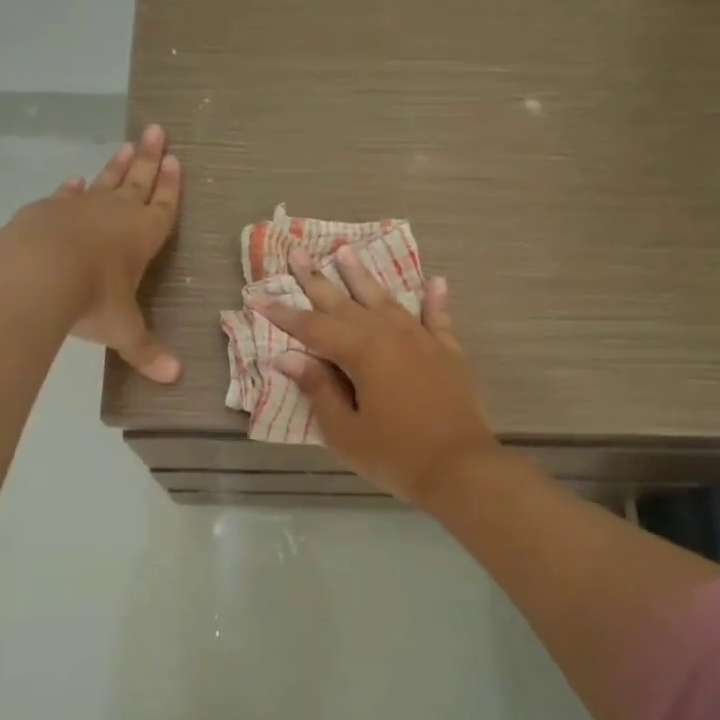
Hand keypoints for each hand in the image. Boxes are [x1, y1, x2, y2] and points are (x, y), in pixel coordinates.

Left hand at [6, 126, 181, 381]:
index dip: (171, 186)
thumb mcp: (123, 330)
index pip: (164, 206)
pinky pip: (66, 195)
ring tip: (127, 144)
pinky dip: (72, 188)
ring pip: (104, 180)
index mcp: (143, 235)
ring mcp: (79, 208)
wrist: (36, 272)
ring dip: (116, 164)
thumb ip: (145, 351)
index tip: (176, 160)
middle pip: (138, 180)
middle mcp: (115, 214)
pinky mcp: (46, 211)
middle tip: (156, 130)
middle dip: (149, 158)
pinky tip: (74, 179)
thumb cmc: (92, 298)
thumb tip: (173, 378)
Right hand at [264, 245, 498, 506]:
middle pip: (345, 303)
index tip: (257, 298)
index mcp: (361, 353)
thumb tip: (289, 357)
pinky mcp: (448, 352)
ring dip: (363, 276)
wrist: (461, 468)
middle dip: (317, 280)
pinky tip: (434, 281)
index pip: (313, 328)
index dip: (283, 315)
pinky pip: (437, 318)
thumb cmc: (395, 454)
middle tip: (297, 252)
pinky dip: (434, 300)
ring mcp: (422, 340)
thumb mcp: (345, 431)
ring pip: (386, 300)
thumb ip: (319, 389)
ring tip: (345, 251)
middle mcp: (390, 335)